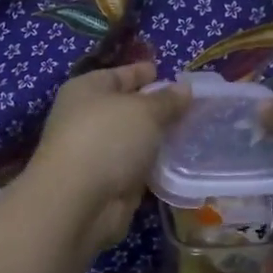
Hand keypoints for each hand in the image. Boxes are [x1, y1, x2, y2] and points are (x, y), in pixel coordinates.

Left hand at [23, 63, 191, 254]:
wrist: (80, 200)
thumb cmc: (107, 139)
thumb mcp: (144, 111)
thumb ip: (167, 100)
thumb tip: (184, 89)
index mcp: (87, 90)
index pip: (118, 74)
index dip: (141, 72)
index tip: (166, 72)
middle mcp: (87, 118)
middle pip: (126, 107)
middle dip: (155, 107)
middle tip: (190, 104)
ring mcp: (96, 152)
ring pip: (133, 139)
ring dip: (157, 137)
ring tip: (192, 130)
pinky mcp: (108, 182)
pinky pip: (137, 165)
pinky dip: (154, 163)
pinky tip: (180, 160)